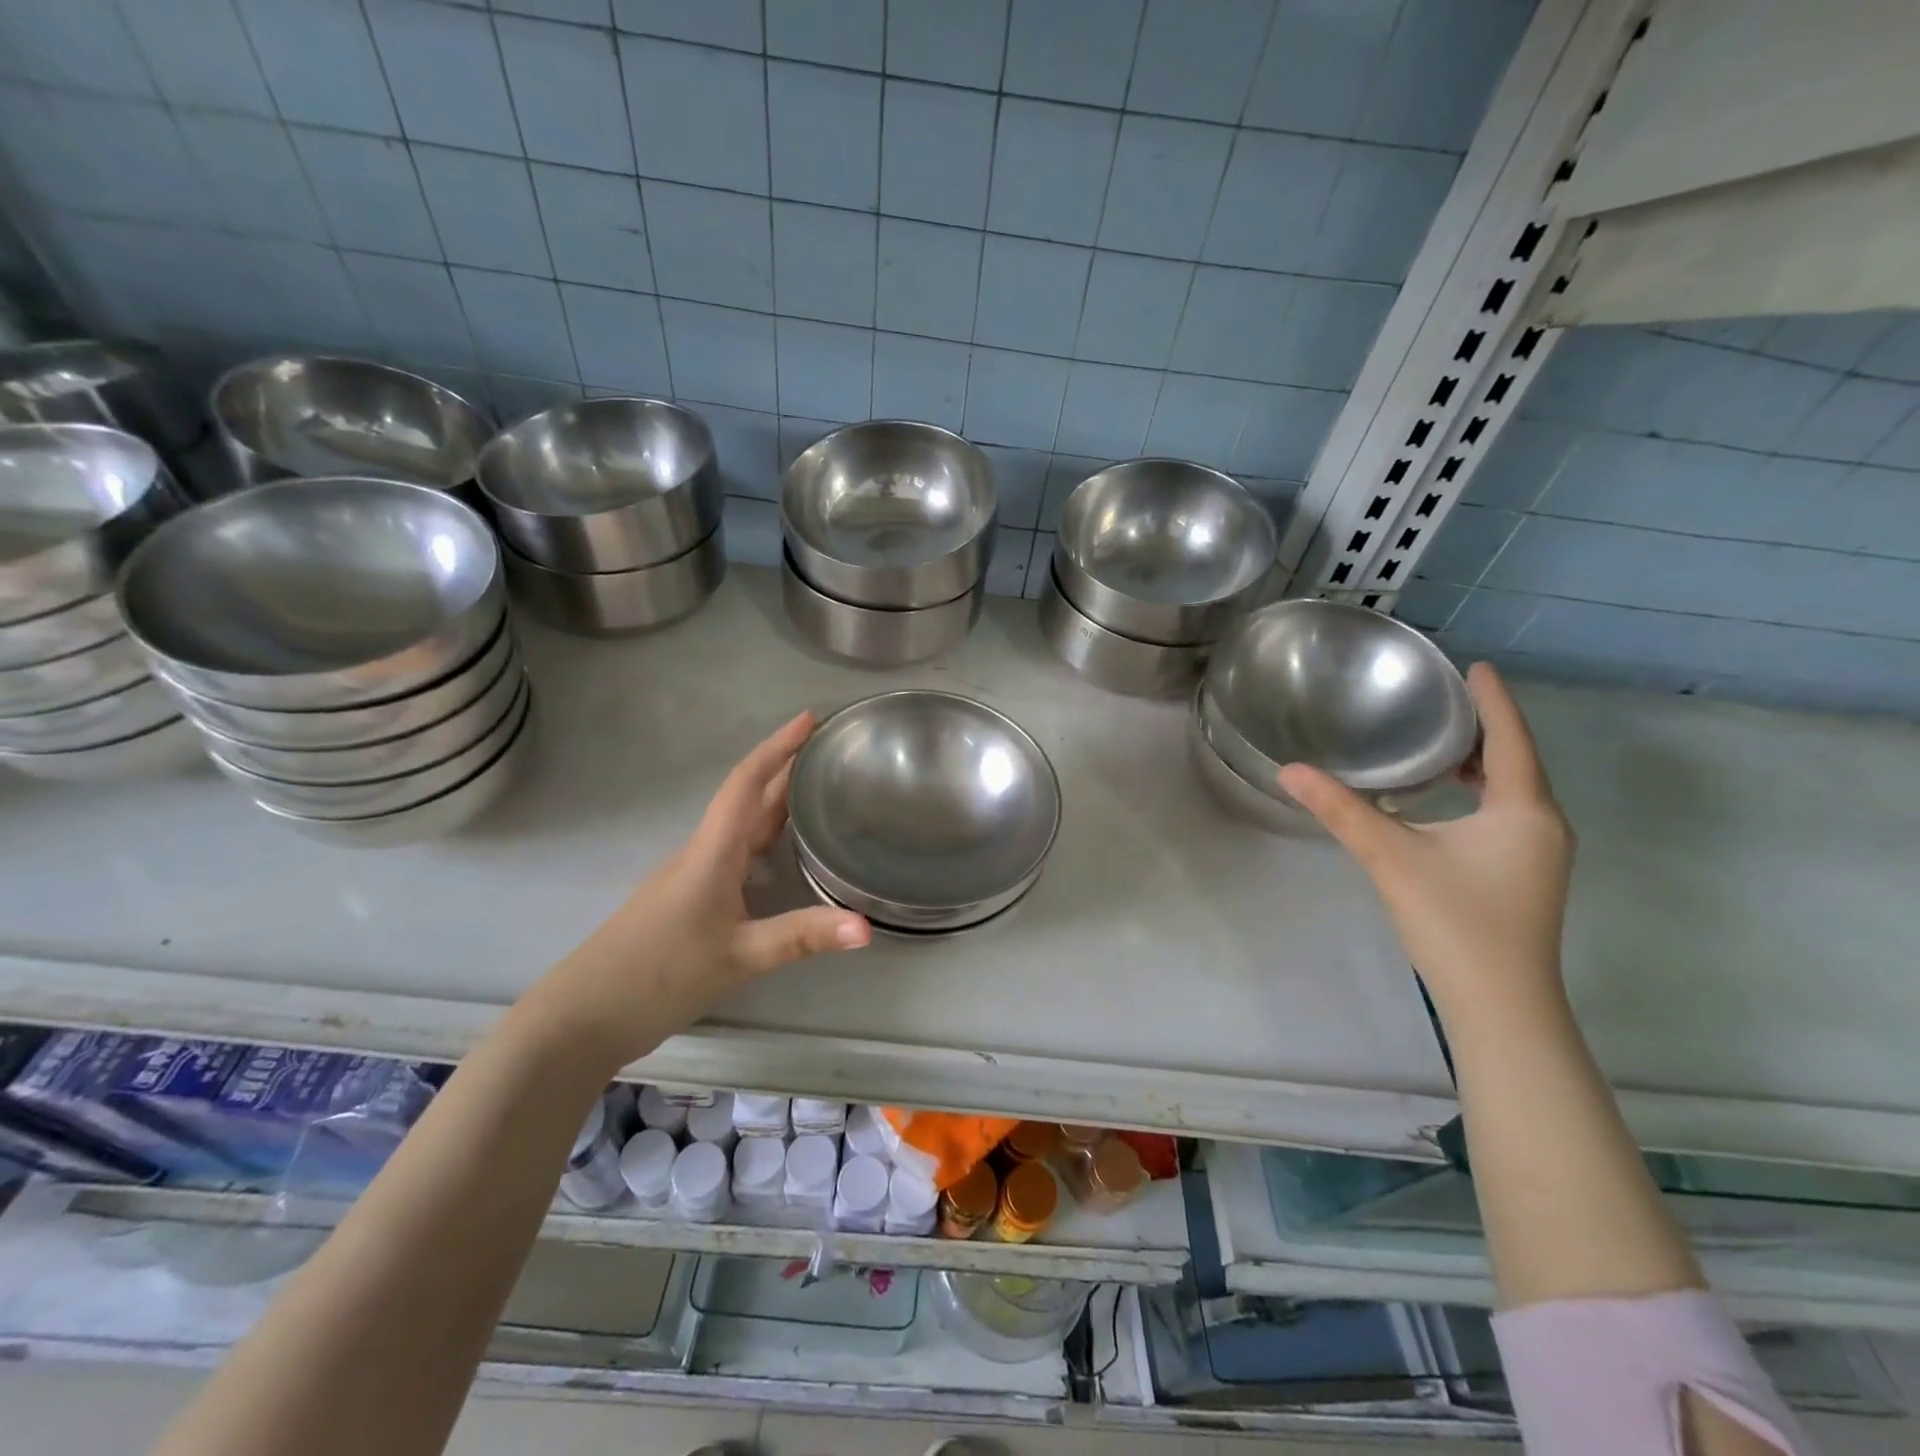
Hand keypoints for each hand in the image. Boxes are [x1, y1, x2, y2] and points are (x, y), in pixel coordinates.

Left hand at [527, 712, 869, 1069]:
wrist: (583, 1016)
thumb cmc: (658, 974)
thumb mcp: (739, 957)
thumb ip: (802, 937)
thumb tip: (868, 927)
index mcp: (712, 852)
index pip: (747, 784)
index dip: (778, 747)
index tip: (809, 719)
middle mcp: (702, 855)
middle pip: (747, 800)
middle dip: (785, 770)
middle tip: (828, 752)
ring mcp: (691, 878)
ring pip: (739, 829)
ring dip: (775, 804)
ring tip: (817, 794)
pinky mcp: (688, 902)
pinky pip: (734, 855)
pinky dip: (763, 840)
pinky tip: (781, 856)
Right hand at [1279, 663, 1573, 1015]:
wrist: (1498, 1004)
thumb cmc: (1455, 921)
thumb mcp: (1391, 857)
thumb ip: (1341, 810)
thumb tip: (1289, 770)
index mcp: (1522, 810)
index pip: (1510, 739)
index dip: (1494, 700)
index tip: (1477, 666)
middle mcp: (1542, 825)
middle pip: (1517, 761)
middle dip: (1484, 729)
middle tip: (1444, 700)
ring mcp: (1538, 854)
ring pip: (1511, 791)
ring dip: (1480, 764)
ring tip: (1439, 743)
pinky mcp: (1525, 877)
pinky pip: (1505, 815)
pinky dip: (1478, 794)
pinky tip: (1443, 800)